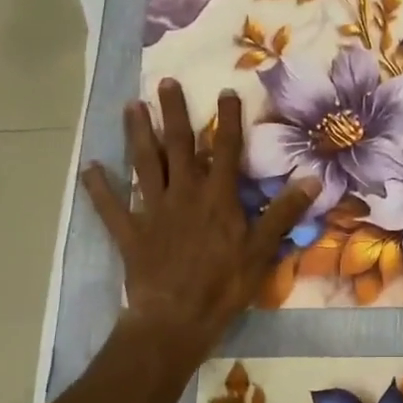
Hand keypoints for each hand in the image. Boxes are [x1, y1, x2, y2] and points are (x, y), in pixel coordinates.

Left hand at [83, 79, 317, 355]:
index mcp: (217, 197)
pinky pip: (111, 206)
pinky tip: (90, 168)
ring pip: (144, 165)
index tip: (227, 91)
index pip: (225, 150)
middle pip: (178, 146)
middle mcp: (183, 194)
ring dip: (137, 135)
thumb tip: (313, 179)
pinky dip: (99, 188)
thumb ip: (283, 212)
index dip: (228, 120)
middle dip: (173, 113)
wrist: (177, 318)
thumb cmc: (224, 285)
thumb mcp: (262, 249)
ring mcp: (153, 211)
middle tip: (166, 83)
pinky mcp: (130, 232)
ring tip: (131, 106)